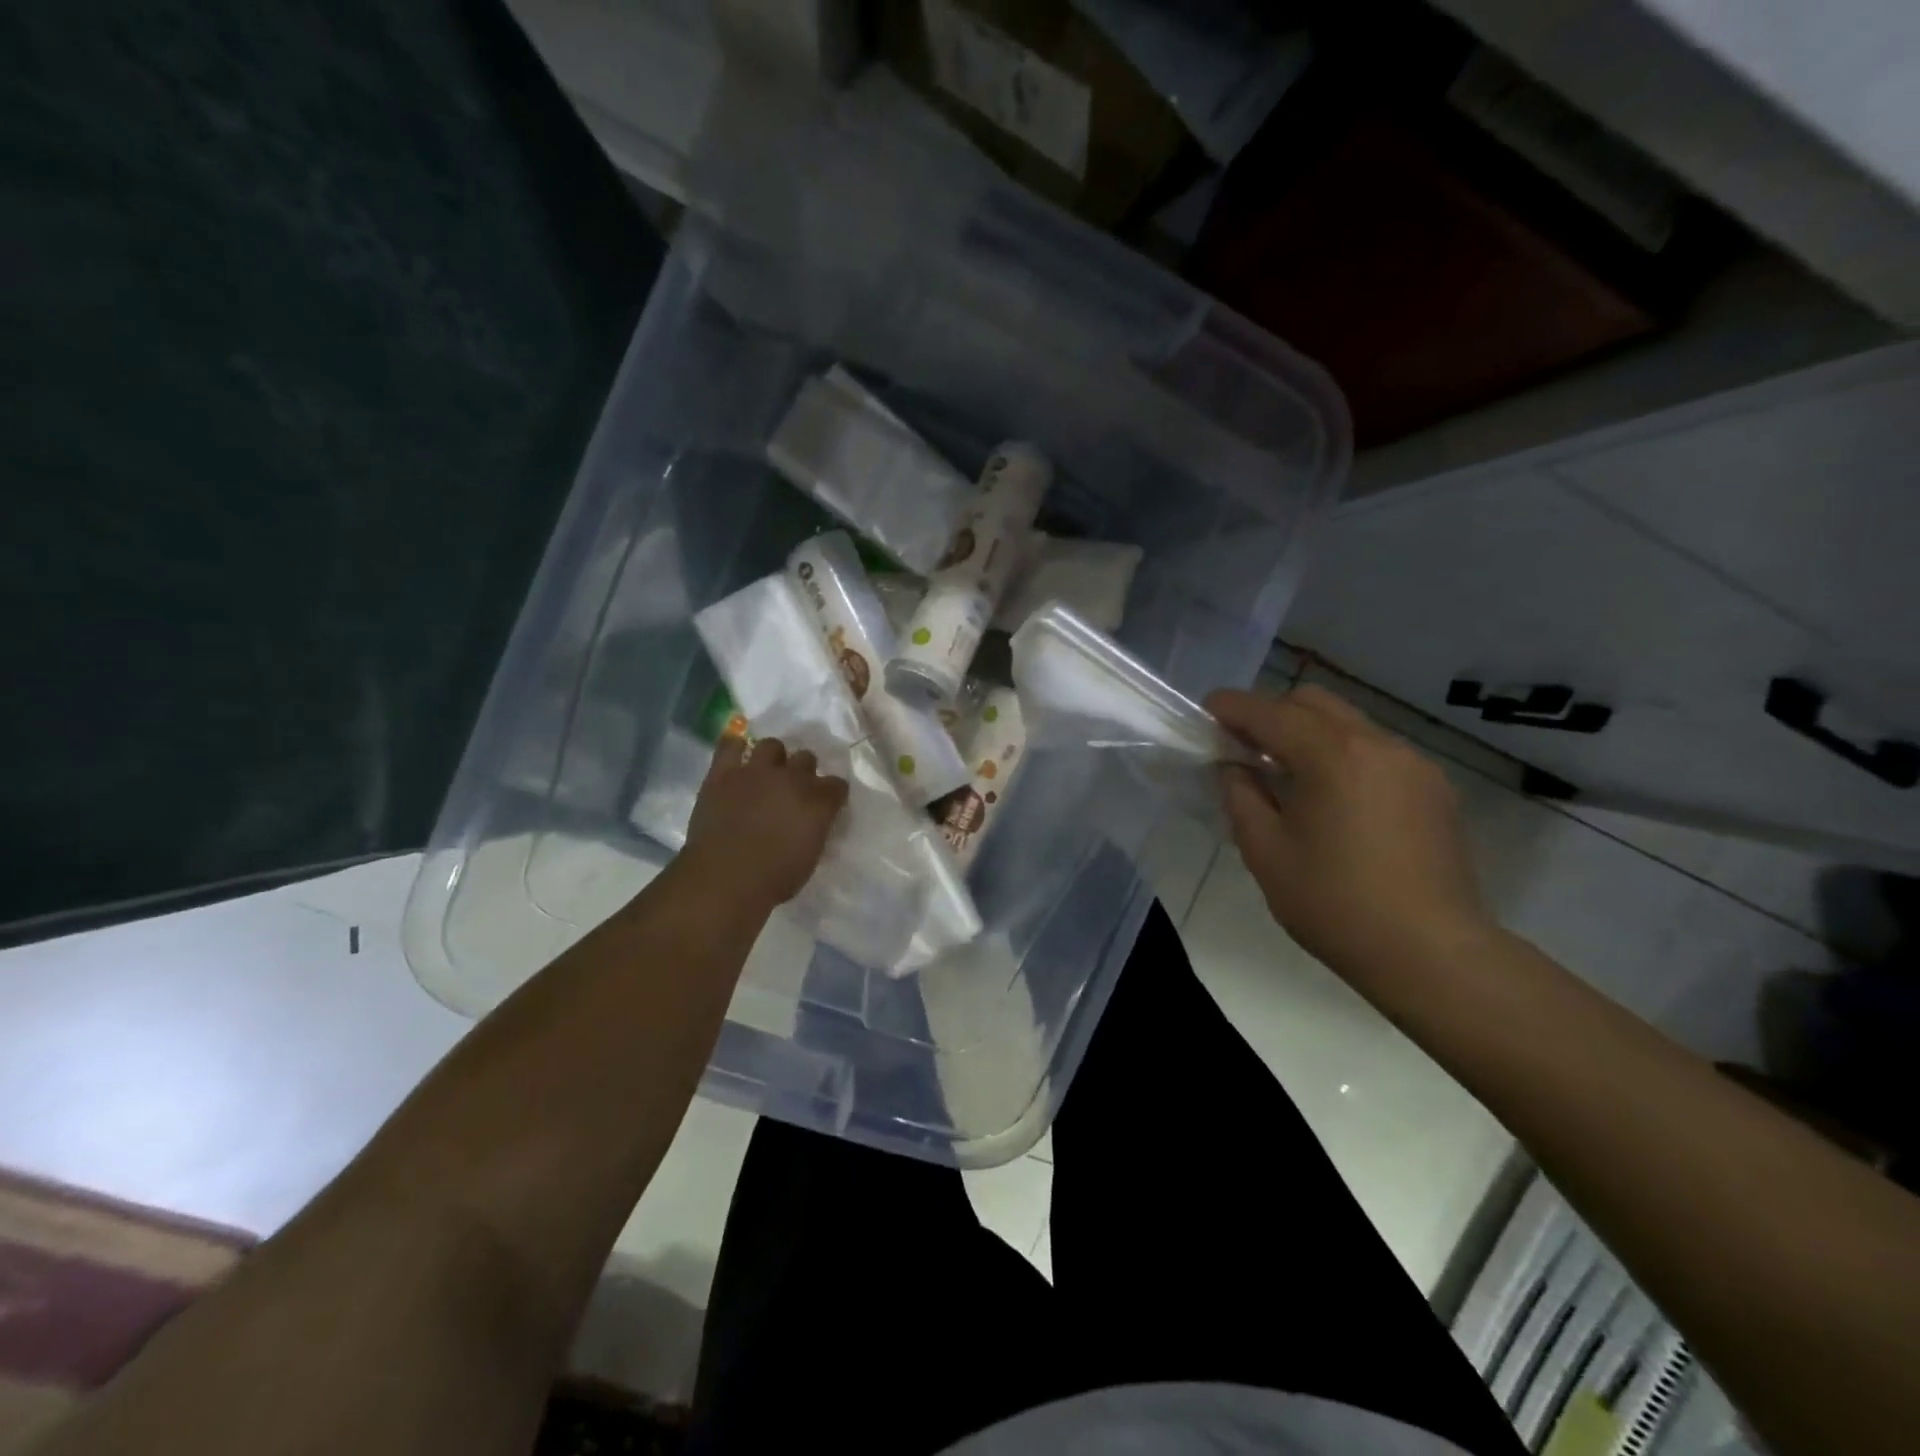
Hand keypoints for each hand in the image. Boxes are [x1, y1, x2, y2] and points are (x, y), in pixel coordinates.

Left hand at [681, 737, 848, 910]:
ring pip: (772, 745)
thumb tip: (812, 822)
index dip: (832, 794)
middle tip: (793, 790)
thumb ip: (816, 829)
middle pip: (806, 758)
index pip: (837, 785)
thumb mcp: (811, 856)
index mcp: (819, 801)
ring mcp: (756, 772)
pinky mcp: (723, 774)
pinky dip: (734, 747)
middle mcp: (792, 778)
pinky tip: (736, 756)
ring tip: (765, 773)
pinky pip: (729, 745)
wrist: (726, 879)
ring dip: (773, 758)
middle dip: (803, 772)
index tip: (826, 805)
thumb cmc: (775, 879)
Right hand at [1205, 684, 1493, 979]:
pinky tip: (1331, 797)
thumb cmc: (1335, 903)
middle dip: (1272, 713)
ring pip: (1348, 723)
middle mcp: (1377, 744)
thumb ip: (1241, 796)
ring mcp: (1413, 764)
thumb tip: (1234, 767)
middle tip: (1243, 746)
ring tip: (1285, 775)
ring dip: (1309, 733)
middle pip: (1313, 703)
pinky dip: (1342, 755)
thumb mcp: (1265, 851)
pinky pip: (1376, 751)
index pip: (1270, 713)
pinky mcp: (1433, 789)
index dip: (1232, 707)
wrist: (1431, 953)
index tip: (1207, 710)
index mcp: (1332, 755)